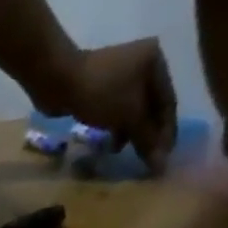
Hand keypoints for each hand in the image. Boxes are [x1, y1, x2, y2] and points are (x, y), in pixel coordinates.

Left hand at [28, 38, 177, 175]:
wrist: (60, 80)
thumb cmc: (100, 93)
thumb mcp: (129, 114)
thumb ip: (146, 139)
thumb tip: (161, 165)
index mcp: (155, 62)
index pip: (168, 102)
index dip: (166, 132)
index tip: (163, 159)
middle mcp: (141, 65)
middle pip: (150, 108)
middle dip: (147, 135)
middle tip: (144, 161)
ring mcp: (120, 77)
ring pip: (132, 112)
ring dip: (130, 134)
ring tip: (121, 152)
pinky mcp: (101, 89)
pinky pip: (116, 113)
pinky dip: (116, 128)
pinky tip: (110, 145)